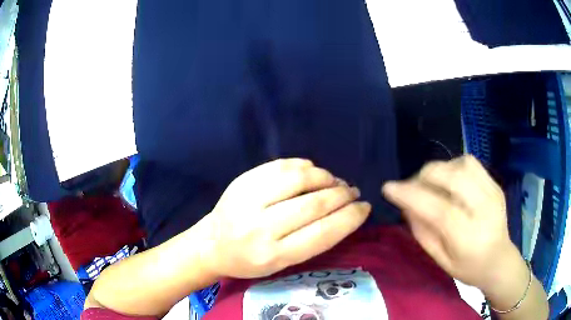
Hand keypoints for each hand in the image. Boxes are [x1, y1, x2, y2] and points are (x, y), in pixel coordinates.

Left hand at [197, 158, 370, 278]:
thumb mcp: (281, 264)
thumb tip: (343, 211)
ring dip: (325, 177)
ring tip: (334, 181)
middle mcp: (260, 228)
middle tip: (353, 191)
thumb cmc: (249, 261)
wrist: (211, 245)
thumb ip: (311, 241)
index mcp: (273, 255)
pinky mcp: (242, 181)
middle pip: (314, 204)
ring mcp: (248, 200)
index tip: (365, 208)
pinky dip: (303, 166)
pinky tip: (312, 171)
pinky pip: (280, 165)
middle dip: (342, 195)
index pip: (322, 233)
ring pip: (299, 179)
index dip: (350, 218)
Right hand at [382, 155, 519, 291]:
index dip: (410, 195)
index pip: (438, 209)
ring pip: (460, 164)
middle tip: (411, 187)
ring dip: (438, 169)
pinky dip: (453, 166)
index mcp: (469, 236)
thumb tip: (406, 205)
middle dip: (423, 176)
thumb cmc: (468, 267)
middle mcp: (484, 209)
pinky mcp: (495, 183)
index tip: (388, 188)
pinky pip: (470, 163)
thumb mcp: (440, 259)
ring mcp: (492, 192)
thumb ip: (423, 232)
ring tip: (431, 184)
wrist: (499, 259)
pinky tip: (449, 179)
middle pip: (451, 178)